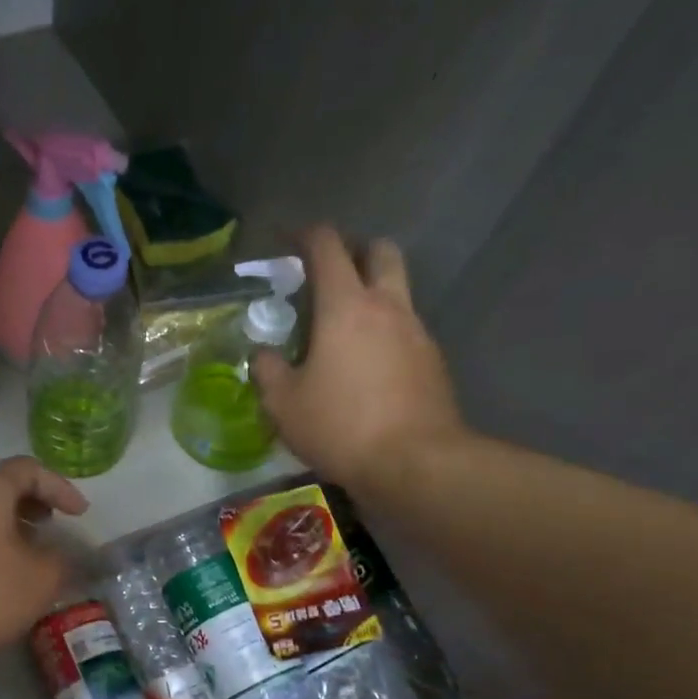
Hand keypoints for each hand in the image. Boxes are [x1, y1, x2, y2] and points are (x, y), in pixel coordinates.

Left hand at [0, 457, 88, 689]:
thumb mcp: (40, 579)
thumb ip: (63, 561)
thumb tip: (66, 556)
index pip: (30, 470)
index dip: (61, 488)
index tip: (81, 514)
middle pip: (1, 490)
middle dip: (33, 507)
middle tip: (54, 528)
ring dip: (12, 532)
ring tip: (34, 560)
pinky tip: (2, 584)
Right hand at [253, 226, 466, 488]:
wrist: (416, 464)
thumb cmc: (341, 426)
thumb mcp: (283, 403)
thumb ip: (267, 369)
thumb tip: (263, 354)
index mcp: (346, 307)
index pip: (327, 247)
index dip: (304, 235)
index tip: (285, 241)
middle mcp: (388, 307)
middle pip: (380, 251)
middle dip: (354, 249)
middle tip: (328, 272)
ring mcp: (417, 333)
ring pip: (398, 290)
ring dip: (372, 292)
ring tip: (342, 326)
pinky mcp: (433, 362)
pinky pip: (406, 329)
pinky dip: (385, 330)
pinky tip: (366, 365)